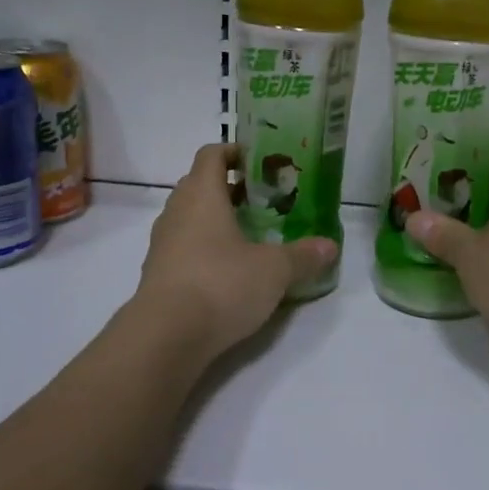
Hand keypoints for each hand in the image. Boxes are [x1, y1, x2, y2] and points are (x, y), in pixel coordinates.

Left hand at [136, 143, 337, 354]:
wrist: (165, 337)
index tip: (260, 162)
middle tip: (264, 201)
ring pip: (191, 218)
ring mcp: (162, 244)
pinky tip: (231, 271)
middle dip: (231, 189)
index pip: (212, 155)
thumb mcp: (274, 270)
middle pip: (200, 185)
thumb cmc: (221, 285)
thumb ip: (303, 255)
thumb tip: (330, 246)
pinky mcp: (158, 274)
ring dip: (217, 220)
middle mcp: (177, 212)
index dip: (235, 152)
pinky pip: (184, 248)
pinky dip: (206, 249)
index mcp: (202, 195)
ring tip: (251, 236)